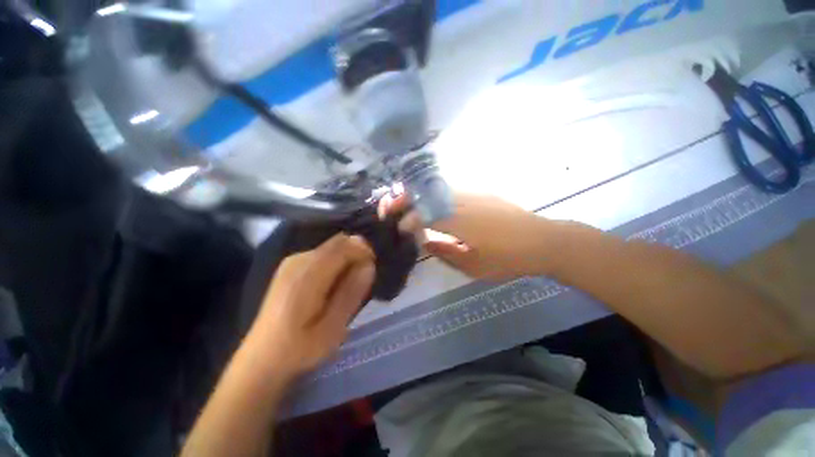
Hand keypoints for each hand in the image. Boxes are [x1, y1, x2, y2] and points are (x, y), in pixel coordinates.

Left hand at [245, 234, 375, 379]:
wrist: (262, 358)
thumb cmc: (299, 348)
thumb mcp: (332, 328)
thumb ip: (351, 293)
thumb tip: (369, 265)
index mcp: (308, 274)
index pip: (345, 245)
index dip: (365, 252)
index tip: (371, 271)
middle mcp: (299, 259)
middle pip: (339, 242)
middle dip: (357, 254)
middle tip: (360, 281)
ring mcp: (293, 261)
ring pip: (332, 247)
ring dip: (347, 260)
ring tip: (346, 286)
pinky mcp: (291, 266)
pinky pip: (323, 254)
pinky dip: (335, 263)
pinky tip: (331, 286)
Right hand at [380, 192, 556, 280]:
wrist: (543, 241)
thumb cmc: (508, 258)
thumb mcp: (473, 265)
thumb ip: (445, 252)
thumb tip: (425, 242)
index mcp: (460, 221)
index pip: (425, 214)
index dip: (408, 219)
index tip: (398, 228)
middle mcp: (463, 202)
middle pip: (427, 195)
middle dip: (405, 199)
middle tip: (391, 206)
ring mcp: (473, 194)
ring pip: (437, 190)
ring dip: (419, 196)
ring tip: (406, 204)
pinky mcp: (481, 193)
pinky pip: (450, 191)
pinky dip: (434, 196)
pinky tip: (430, 204)